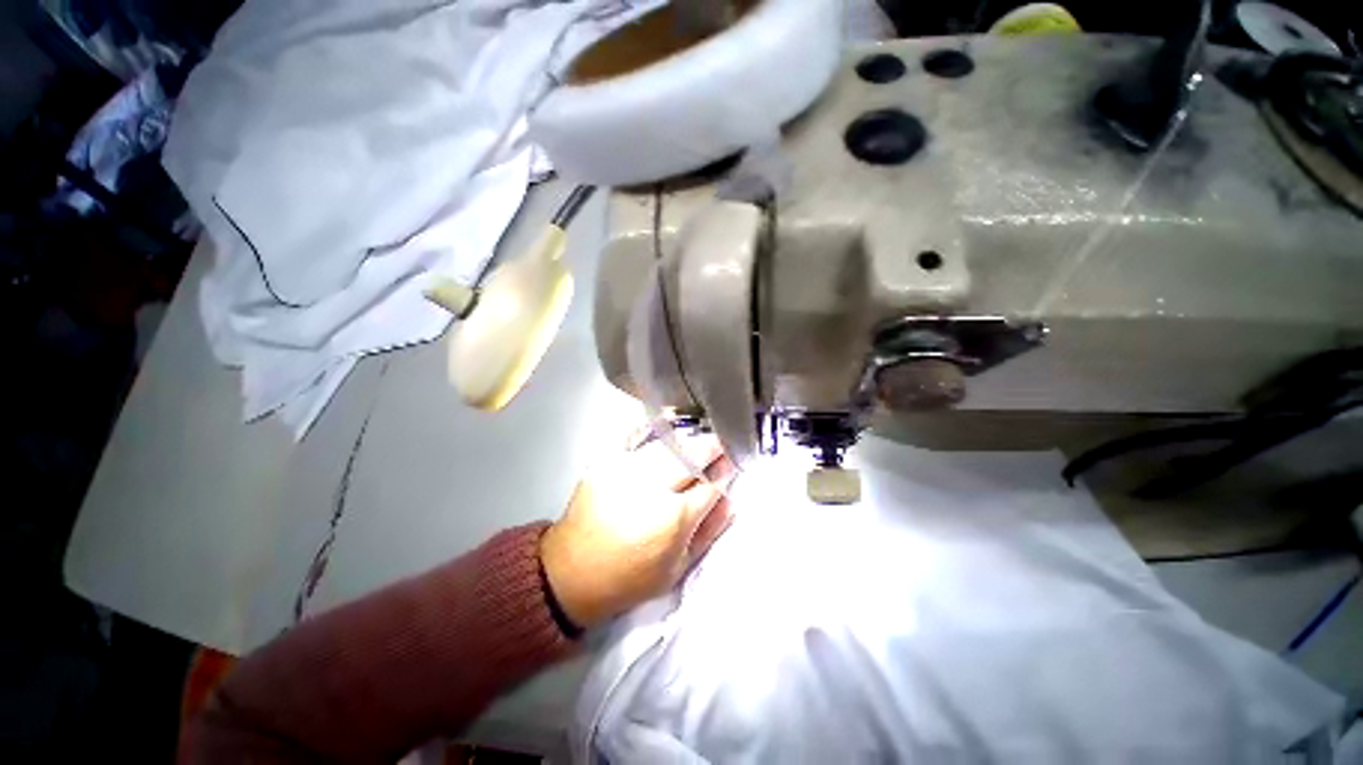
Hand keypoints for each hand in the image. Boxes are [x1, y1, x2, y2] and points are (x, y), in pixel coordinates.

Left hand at [540, 432, 734, 628]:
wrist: (573, 573)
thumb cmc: (630, 578)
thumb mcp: (677, 569)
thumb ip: (708, 534)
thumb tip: (730, 503)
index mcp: (675, 519)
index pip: (710, 486)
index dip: (724, 474)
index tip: (730, 465)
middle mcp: (654, 489)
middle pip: (691, 458)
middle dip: (712, 448)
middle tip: (720, 444)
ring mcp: (628, 472)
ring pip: (667, 446)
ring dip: (688, 439)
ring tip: (699, 436)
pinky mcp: (606, 464)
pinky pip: (633, 438)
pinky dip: (652, 427)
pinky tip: (668, 419)